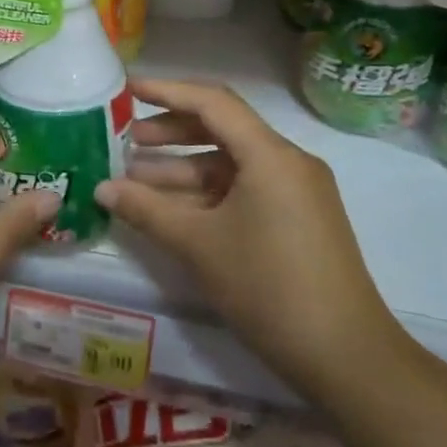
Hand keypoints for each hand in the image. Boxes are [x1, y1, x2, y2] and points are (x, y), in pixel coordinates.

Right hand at [96, 77, 407, 402]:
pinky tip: (174, 208)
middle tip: (128, 141)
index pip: (213, 103)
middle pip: (223, 129)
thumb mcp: (199, 245)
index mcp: (270, 155)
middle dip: (172, 132)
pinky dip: (209, 193)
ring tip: (137, 178)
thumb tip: (101, 188)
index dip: (167, 91)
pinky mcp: (299, 219)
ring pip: (232, 164)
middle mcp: (288, 162)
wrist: (345, 356)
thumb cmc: (268, 287)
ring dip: (185, 168)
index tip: (129, 90)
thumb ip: (146, 209)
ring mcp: (297, 191)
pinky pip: (246, 189)